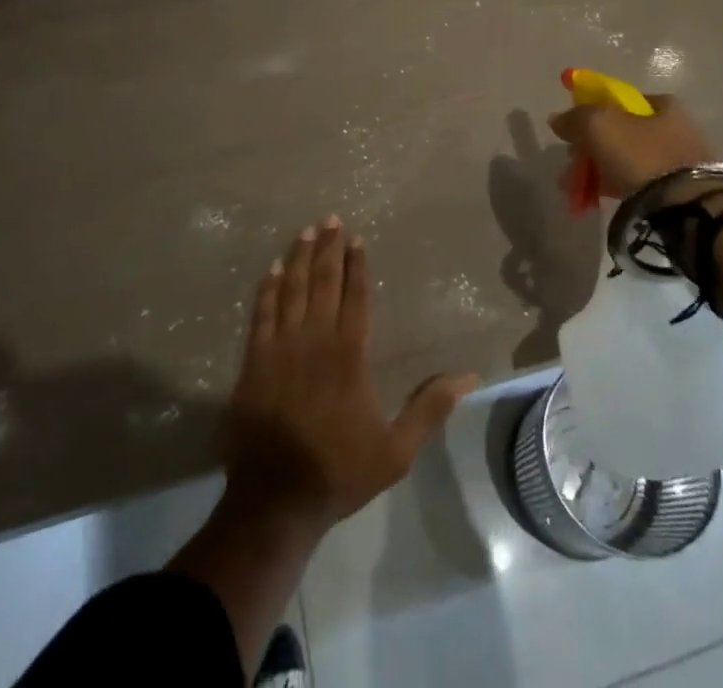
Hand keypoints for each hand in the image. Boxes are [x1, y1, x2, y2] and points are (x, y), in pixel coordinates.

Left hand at [223, 216, 476, 533]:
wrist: (275, 502)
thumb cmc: (339, 471)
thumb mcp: (396, 450)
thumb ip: (430, 408)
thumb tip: (469, 376)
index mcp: (349, 356)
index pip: (355, 297)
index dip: (357, 266)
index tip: (357, 238)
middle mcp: (315, 341)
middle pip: (323, 284)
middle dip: (328, 249)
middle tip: (330, 218)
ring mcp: (280, 349)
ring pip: (291, 291)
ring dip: (299, 258)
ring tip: (305, 232)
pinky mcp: (253, 363)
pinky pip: (261, 314)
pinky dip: (267, 289)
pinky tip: (273, 270)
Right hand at [546, 92, 715, 198]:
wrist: (687, 207)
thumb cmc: (642, 154)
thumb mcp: (599, 125)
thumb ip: (575, 118)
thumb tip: (557, 120)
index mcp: (663, 105)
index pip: (620, 101)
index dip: (592, 113)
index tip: (573, 134)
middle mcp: (676, 128)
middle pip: (621, 133)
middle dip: (591, 149)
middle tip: (571, 167)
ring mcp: (680, 161)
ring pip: (628, 161)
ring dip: (599, 172)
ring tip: (577, 192)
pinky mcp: (681, 192)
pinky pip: (640, 185)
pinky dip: (617, 188)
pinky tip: (599, 200)